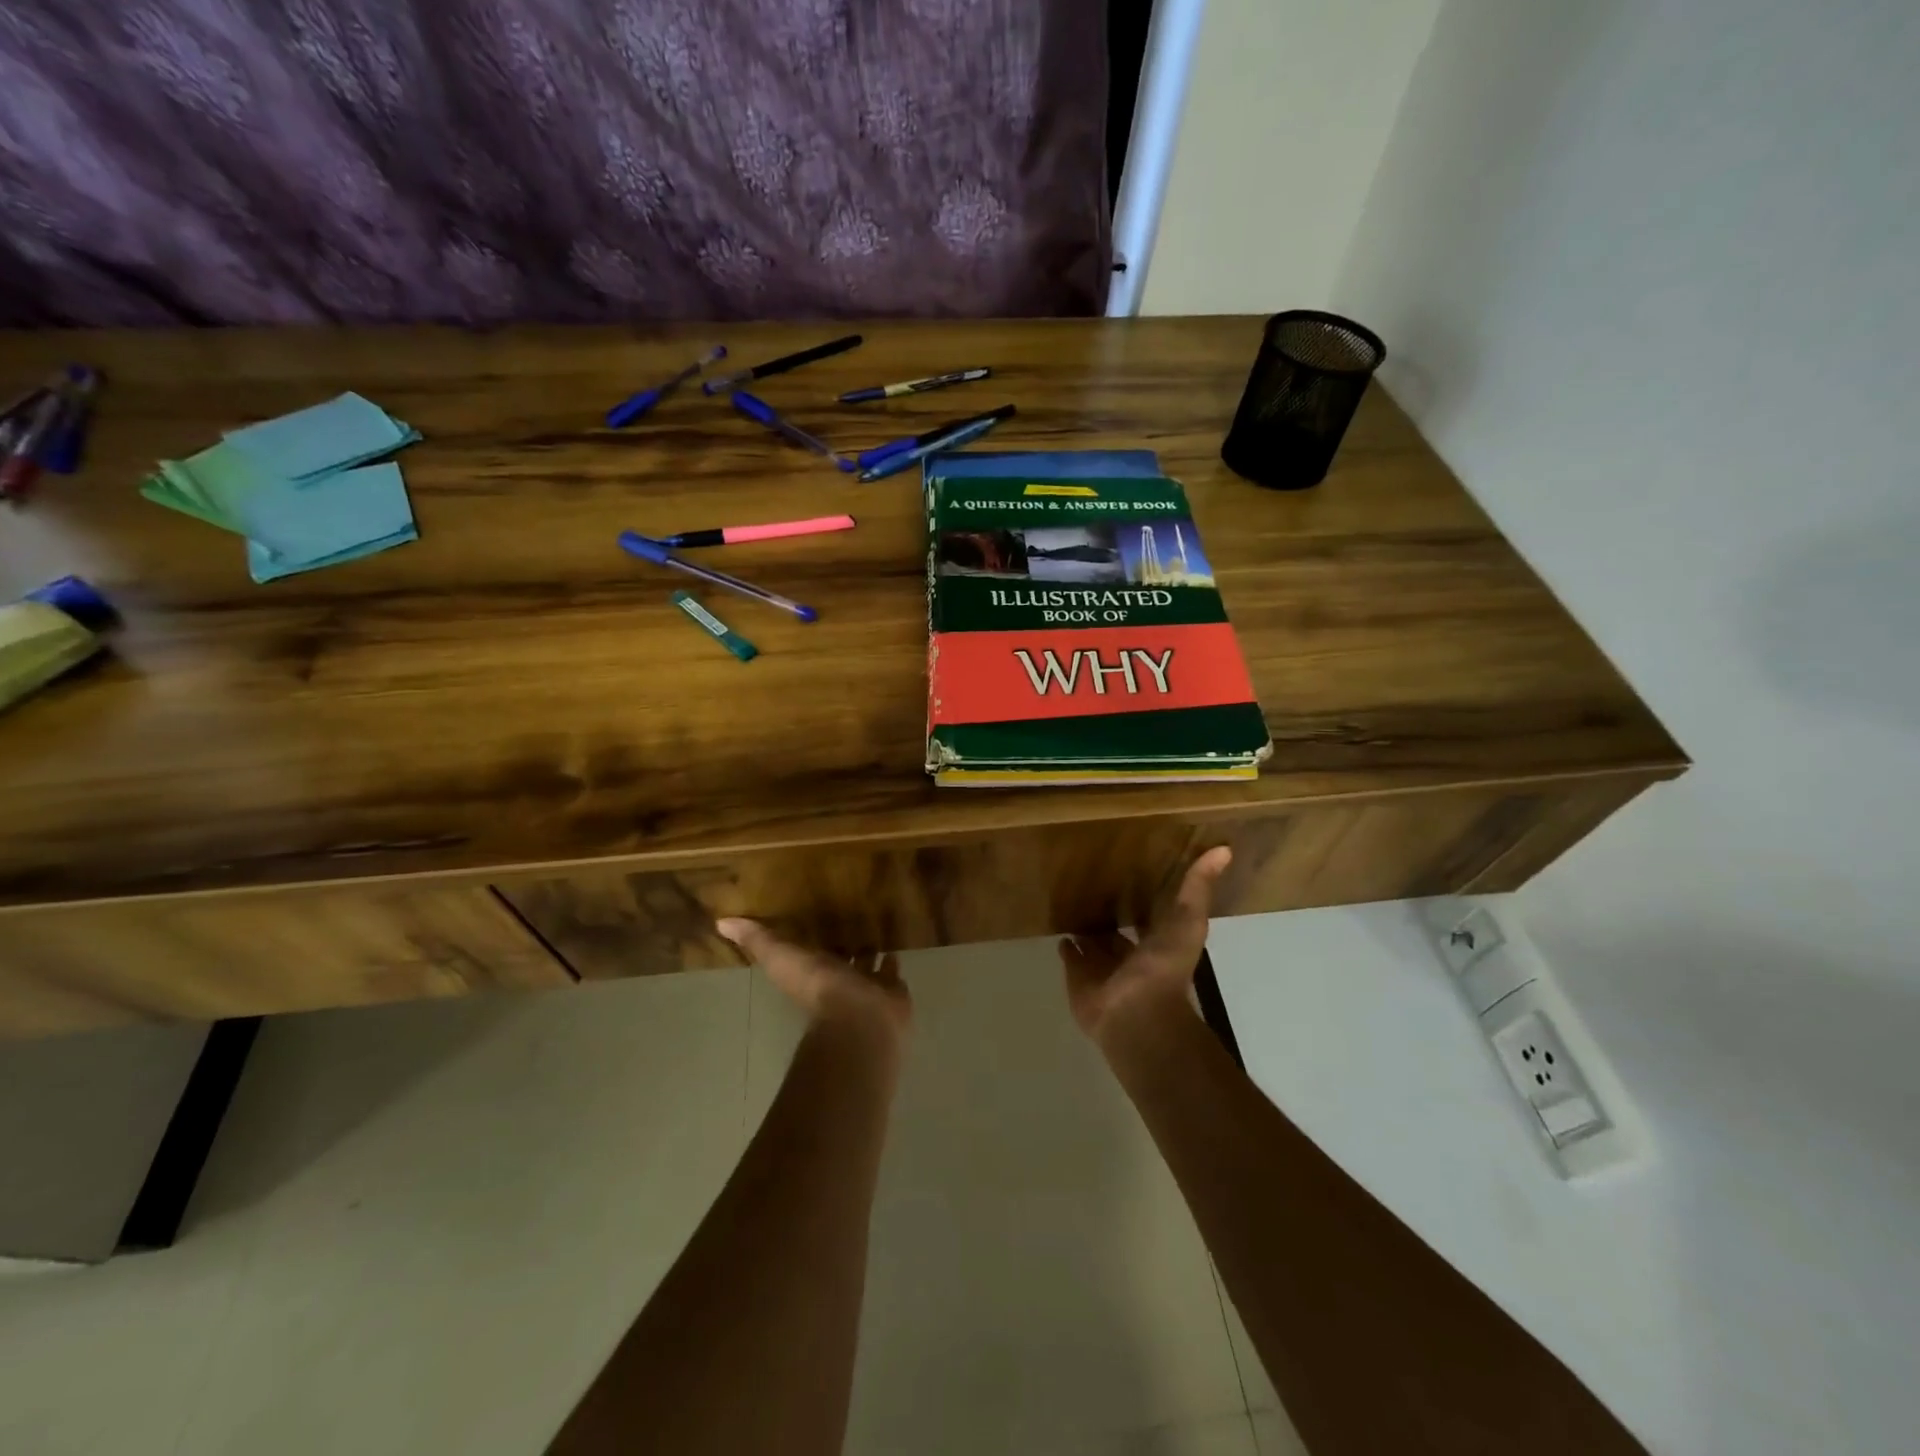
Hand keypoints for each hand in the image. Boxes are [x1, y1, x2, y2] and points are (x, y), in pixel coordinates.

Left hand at [716, 919, 912, 1044]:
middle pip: (838, 959)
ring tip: (875, 926)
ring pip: (866, 965)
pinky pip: (892, 972)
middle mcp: (837, 981)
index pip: (808, 952)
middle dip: (842, 944)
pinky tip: (895, 944)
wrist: (860, 1020)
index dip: (808, 937)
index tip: (811, 914)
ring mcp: (866, 988)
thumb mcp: (782, 958)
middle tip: (849, 917)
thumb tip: (721, 922)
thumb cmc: (820, 988)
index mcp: (811, 972)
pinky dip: (892, 961)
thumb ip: (758, 941)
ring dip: (869, 950)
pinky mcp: (892, 992)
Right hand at [1058, 847, 1230, 1045]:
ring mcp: (1104, 971)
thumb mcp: (1188, 920)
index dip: (1142, 901)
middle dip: (1109, 917)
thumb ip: (1198, 887)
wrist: (1137, 1013)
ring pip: (1094, 946)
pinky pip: (1071, 959)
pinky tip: (1061, 932)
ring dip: (1087, 931)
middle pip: (1118, 934)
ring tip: (1072, 905)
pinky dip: (1067, 948)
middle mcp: (1131, 958)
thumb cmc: (1164, 967)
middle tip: (1093, 889)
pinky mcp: (1079, 980)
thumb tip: (1225, 849)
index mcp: (1158, 944)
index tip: (1129, 875)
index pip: (1150, 918)